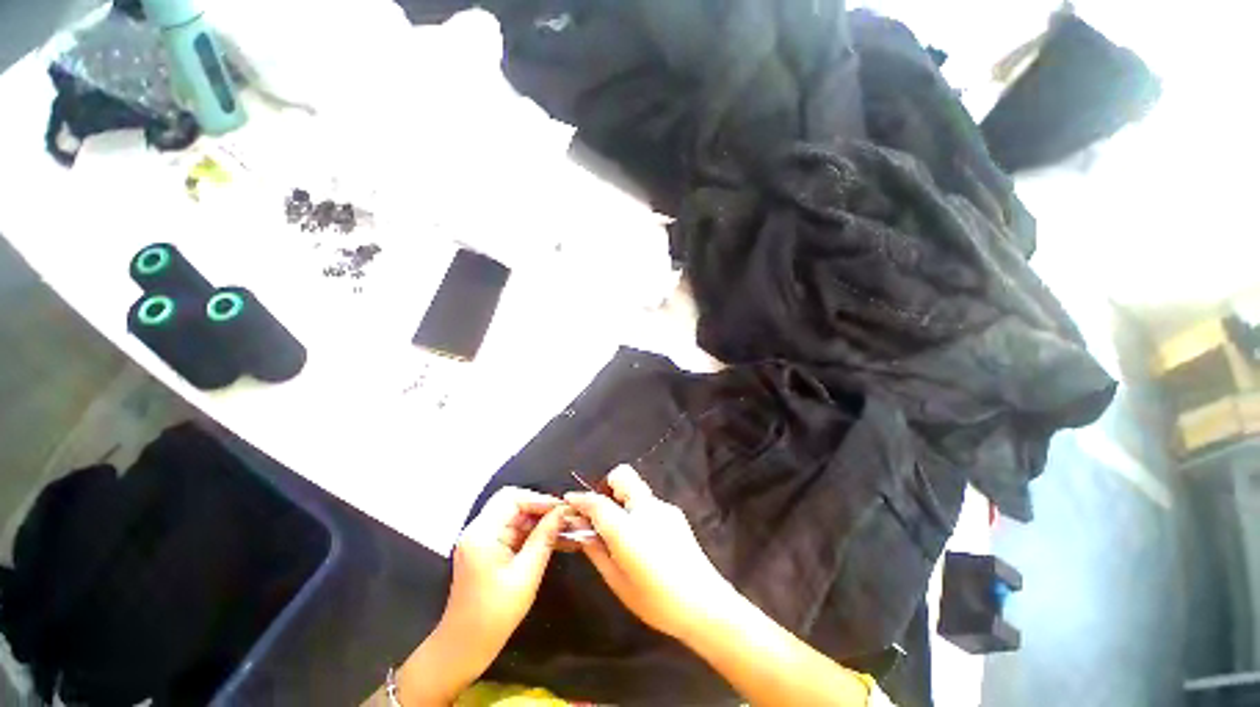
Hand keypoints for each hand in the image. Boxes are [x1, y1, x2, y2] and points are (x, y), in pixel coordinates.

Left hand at [444, 487, 566, 659]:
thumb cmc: (494, 615)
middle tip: (565, 519)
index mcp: (482, 533)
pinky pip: (512, 532)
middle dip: (541, 509)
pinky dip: (531, 534)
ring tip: (565, 529)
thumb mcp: (526, 574)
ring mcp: (481, 540)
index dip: (539, 500)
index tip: (563, 510)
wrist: (463, 650)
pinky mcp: (486, 551)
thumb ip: (544, 538)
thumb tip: (563, 512)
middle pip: (513, 504)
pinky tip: (552, 540)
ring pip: (515, 517)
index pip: (512, 498)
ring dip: (539, 521)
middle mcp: (478, 530)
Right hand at [565, 465, 735, 640]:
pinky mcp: (675, 513)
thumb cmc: (657, 600)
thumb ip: (596, 551)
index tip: (569, 501)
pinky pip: (649, 504)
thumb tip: (580, 531)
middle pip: (623, 476)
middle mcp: (646, 508)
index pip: (597, 502)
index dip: (580, 499)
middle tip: (601, 514)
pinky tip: (644, 541)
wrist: (705, 604)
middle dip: (607, 487)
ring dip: (623, 501)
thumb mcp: (618, 581)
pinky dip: (638, 512)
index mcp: (628, 527)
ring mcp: (663, 508)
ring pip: (636, 490)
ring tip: (622, 533)